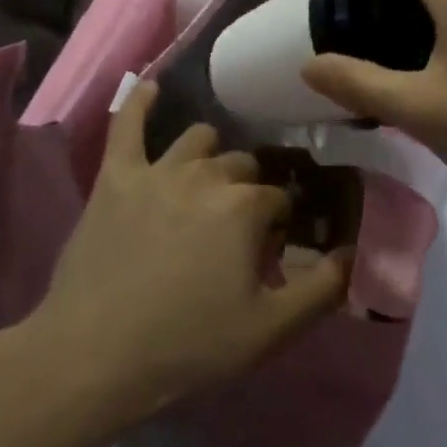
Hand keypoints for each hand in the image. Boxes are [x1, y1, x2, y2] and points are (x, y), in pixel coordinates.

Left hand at [29, 82, 348, 423]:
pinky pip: (127, 124)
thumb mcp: (268, 331)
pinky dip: (140, 102)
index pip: (279, 198)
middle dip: (247, 191)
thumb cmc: (186, 346)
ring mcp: (158, 170)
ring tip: (205, 187)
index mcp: (245, 205)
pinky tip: (152, 87)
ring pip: (198, 140)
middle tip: (236, 231)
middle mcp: (206, 174)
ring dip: (210, 158)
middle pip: (241, 166)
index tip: (269, 251)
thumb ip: (321, 289)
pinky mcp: (116, 175)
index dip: (278, 224)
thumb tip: (353, 252)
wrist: (92, 359)